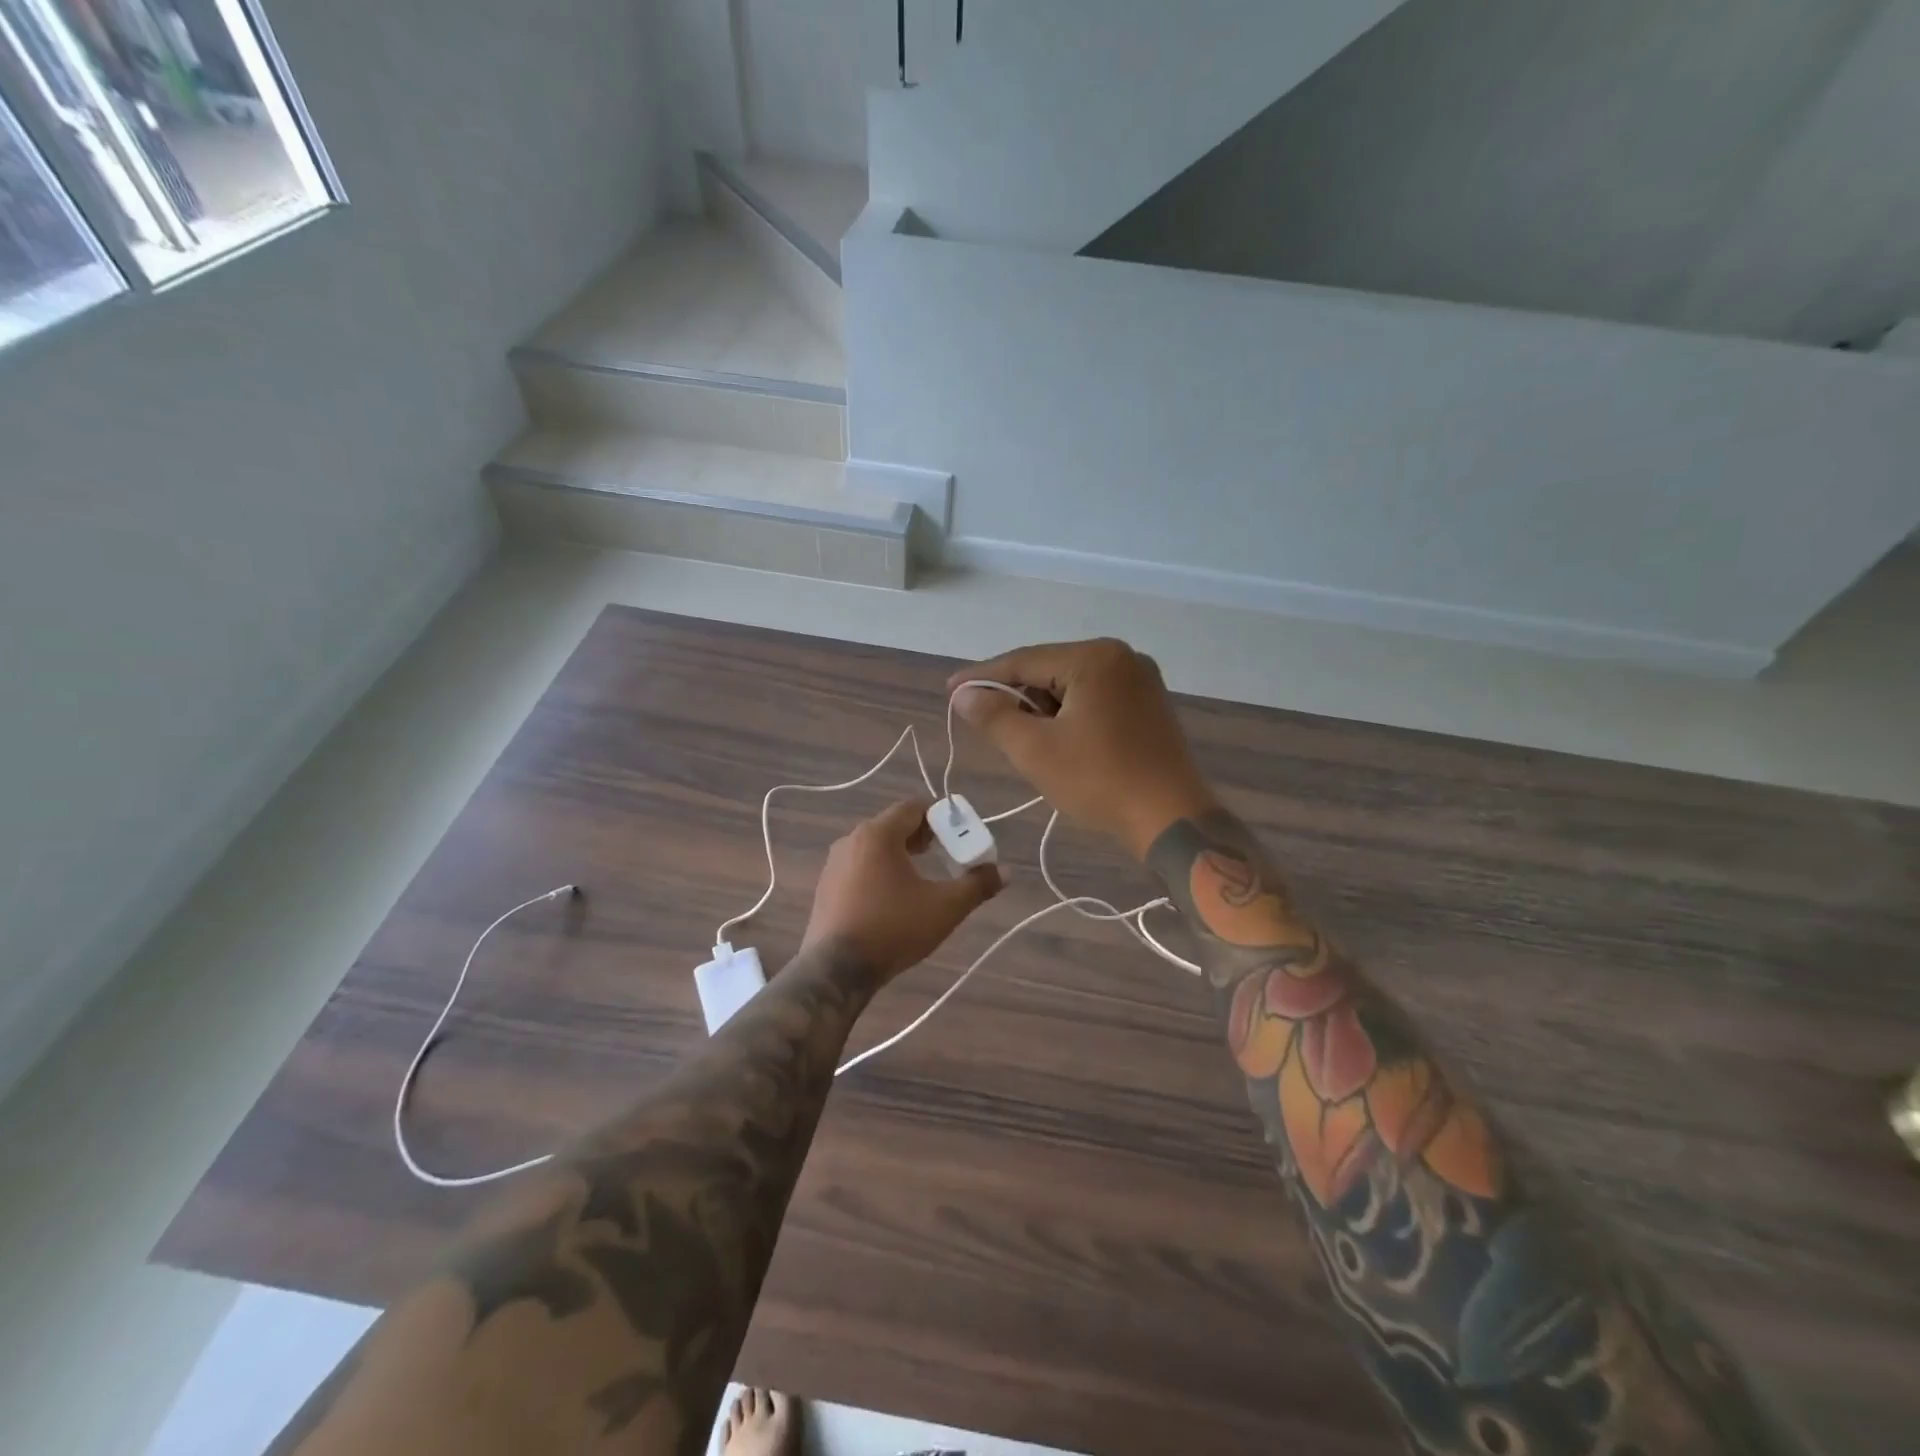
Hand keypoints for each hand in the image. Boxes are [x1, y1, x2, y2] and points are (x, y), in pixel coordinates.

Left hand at [802, 800, 1002, 978]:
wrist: (837, 970)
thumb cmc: (894, 929)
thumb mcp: (945, 908)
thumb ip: (977, 885)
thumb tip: (1005, 872)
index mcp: (878, 834)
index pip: (914, 807)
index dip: (940, 817)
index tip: (959, 837)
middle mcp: (852, 839)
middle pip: (893, 824)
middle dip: (922, 836)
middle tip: (945, 855)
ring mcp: (834, 863)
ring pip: (875, 846)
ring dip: (900, 854)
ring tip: (921, 877)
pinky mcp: (826, 886)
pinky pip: (859, 865)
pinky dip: (879, 870)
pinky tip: (892, 898)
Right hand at [949, 638, 1215, 858]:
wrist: (1171, 819)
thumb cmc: (1100, 781)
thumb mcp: (1036, 751)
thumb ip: (995, 717)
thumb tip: (964, 695)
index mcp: (1094, 658)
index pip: (1024, 661)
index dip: (983, 677)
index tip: (950, 689)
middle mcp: (1121, 657)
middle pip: (1050, 669)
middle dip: (1015, 695)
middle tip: (983, 719)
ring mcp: (1140, 679)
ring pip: (1072, 685)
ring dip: (1042, 707)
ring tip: (1018, 736)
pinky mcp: (1149, 704)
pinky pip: (1095, 698)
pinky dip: (1069, 714)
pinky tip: (1056, 737)